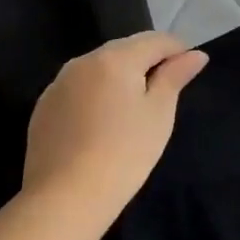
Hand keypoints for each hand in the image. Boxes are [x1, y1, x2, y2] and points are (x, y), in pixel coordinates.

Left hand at [22, 32, 208, 235]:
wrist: (65, 199)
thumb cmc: (124, 152)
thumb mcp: (159, 113)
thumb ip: (175, 76)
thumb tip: (195, 54)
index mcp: (115, 58)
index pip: (155, 40)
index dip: (178, 49)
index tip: (191, 67)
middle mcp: (83, 61)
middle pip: (125, 49)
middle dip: (148, 60)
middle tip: (167, 87)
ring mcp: (58, 84)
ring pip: (99, 67)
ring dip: (121, 75)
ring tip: (135, 104)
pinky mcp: (44, 108)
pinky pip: (79, 88)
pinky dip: (97, 93)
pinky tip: (104, 121)